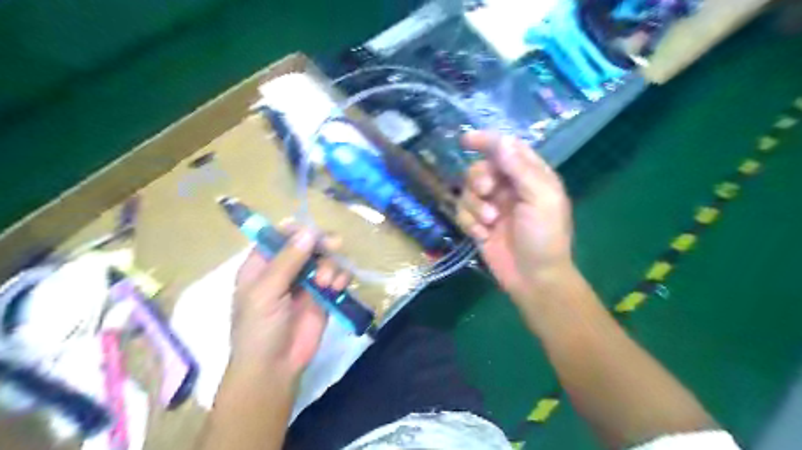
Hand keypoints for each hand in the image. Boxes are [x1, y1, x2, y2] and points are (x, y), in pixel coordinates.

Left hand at [229, 224, 347, 381]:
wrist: (275, 368)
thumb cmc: (259, 329)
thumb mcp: (265, 292)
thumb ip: (287, 261)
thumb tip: (308, 231)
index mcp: (262, 265)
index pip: (280, 235)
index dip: (297, 230)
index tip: (312, 234)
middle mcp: (285, 269)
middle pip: (308, 243)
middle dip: (322, 244)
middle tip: (334, 246)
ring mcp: (306, 282)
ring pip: (326, 258)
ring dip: (331, 265)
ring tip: (327, 283)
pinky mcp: (324, 295)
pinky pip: (337, 276)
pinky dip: (341, 278)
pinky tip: (336, 288)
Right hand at [458, 132, 569, 302]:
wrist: (534, 277)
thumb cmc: (545, 236)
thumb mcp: (540, 198)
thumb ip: (520, 168)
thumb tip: (501, 140)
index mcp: (529, 175)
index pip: (505, 148)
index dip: (486, 141)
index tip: (465, 140)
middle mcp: (508, 187)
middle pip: (480, 168)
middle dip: (479, 179)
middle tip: (487, 192)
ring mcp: (491, 206)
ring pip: (467, 190)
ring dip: (474, 205)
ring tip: (490, 222)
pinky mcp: (477, 224)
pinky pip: (461, 212)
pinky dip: (468, 221)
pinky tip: (481, 235)